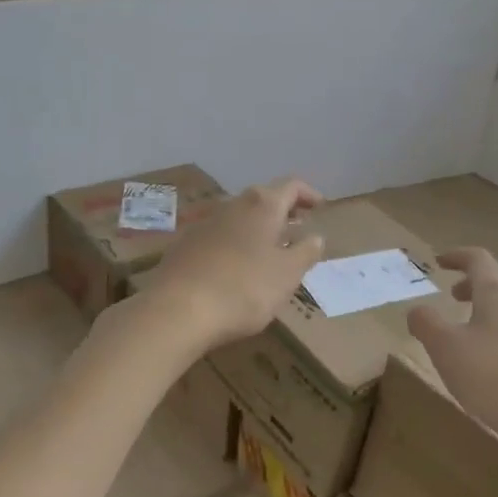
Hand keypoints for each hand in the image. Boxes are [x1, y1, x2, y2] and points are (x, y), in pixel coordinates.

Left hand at [132, 178, 325, 352]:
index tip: (320, 207)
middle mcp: (232, 205)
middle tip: (297, 228)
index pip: (291, 186)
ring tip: (270, 250)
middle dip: (282, 211)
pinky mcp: (184, 246)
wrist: (177, 310)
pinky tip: (236, 268)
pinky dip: (235, 244)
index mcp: (262, 206)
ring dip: (257, 229)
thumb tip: (315, 236)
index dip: (308, 194)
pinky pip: (218, 237)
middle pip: (262, 199)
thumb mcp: (287, 275)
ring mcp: (204, 224)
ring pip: (238, 217)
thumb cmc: (244, 288)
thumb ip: (305, 252)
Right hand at [406, 248, 497, 458]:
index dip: (456, 256)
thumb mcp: (444, 348)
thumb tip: (417, 311)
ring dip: (493, 304)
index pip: (478, 258)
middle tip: (455, 295)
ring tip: (475, 326)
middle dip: (476, 281)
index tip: (439, 261)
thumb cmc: (491, 377)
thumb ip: (426, 323)